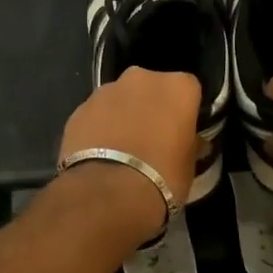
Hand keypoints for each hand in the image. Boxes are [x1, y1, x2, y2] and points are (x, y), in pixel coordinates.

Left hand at [58, 67, 202, 234]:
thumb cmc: (162, 177)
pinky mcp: (79, 109)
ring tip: (122, 150)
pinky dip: (99, 128)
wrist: (108, 194)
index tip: (181, 130)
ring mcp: (106, 91)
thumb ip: (190, 143)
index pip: (188, 89)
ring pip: (120, 99)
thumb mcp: (189, 165)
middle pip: (151, 88)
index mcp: (177, 87)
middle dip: (151, 107)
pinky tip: (100, 155)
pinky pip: (96, 115)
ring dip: (123, 115)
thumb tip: (193, 142)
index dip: (184, 110)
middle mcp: (141, 79)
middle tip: (152, 138)